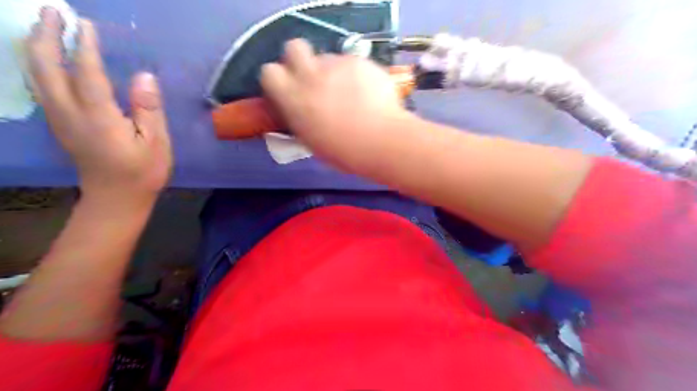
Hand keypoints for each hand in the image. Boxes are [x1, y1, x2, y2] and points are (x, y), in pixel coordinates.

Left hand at [27, 8, 170, 206]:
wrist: (117, 198)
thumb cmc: (143, 172)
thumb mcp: (157, 142)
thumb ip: (149, 109)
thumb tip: (144, 76)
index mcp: (99, 118)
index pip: (86, 73)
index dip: (84, 47)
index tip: (84, 24)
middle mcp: (70, 114)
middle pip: (45, 67)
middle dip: (45, 36)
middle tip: (52, 12)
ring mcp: (59, 120)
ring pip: (36, 75)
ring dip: (36, 47)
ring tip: (44, 28)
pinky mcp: (59, 125)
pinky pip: (41, 87)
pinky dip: (40, 66)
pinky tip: (47, 59)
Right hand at [261, 38, 411, 170]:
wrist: (380, 140)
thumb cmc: (343, 151)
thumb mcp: (311, 139)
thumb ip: (301, 117)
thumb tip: (301, 108)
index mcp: (293, 98)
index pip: (269, 72)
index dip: (279, 78)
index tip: (289, 87)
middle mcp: (310, 75)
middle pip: (294, 46)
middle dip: (300, 58)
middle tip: (313, 77)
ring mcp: (336, 64)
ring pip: (328, 57)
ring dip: (333, 71)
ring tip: (350, 92)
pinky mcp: (359, 61)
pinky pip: (352, 62)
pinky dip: (356, 74)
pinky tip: (368, 92)